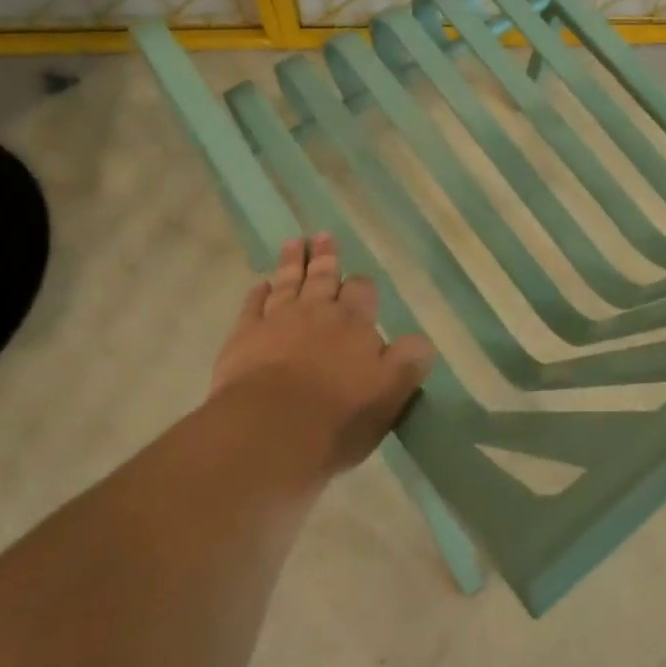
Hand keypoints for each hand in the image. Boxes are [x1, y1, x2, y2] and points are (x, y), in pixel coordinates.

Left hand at [211, 233, 435, 479]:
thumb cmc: (337, 416)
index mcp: (354, 323)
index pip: (363, 291)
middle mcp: (317, 312)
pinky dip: (258, 294)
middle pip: (323, 277)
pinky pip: (252, 306)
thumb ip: (408, 362)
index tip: (361, 283)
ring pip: (288, 283)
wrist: (268, 430)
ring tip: (295, 243)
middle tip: (323, 236)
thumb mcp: (390, 393)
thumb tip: (422, 341)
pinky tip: (260, 285)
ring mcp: (277, 321)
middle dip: (326, 258)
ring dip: (293, 263)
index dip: (362, 285)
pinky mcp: (243, 337)